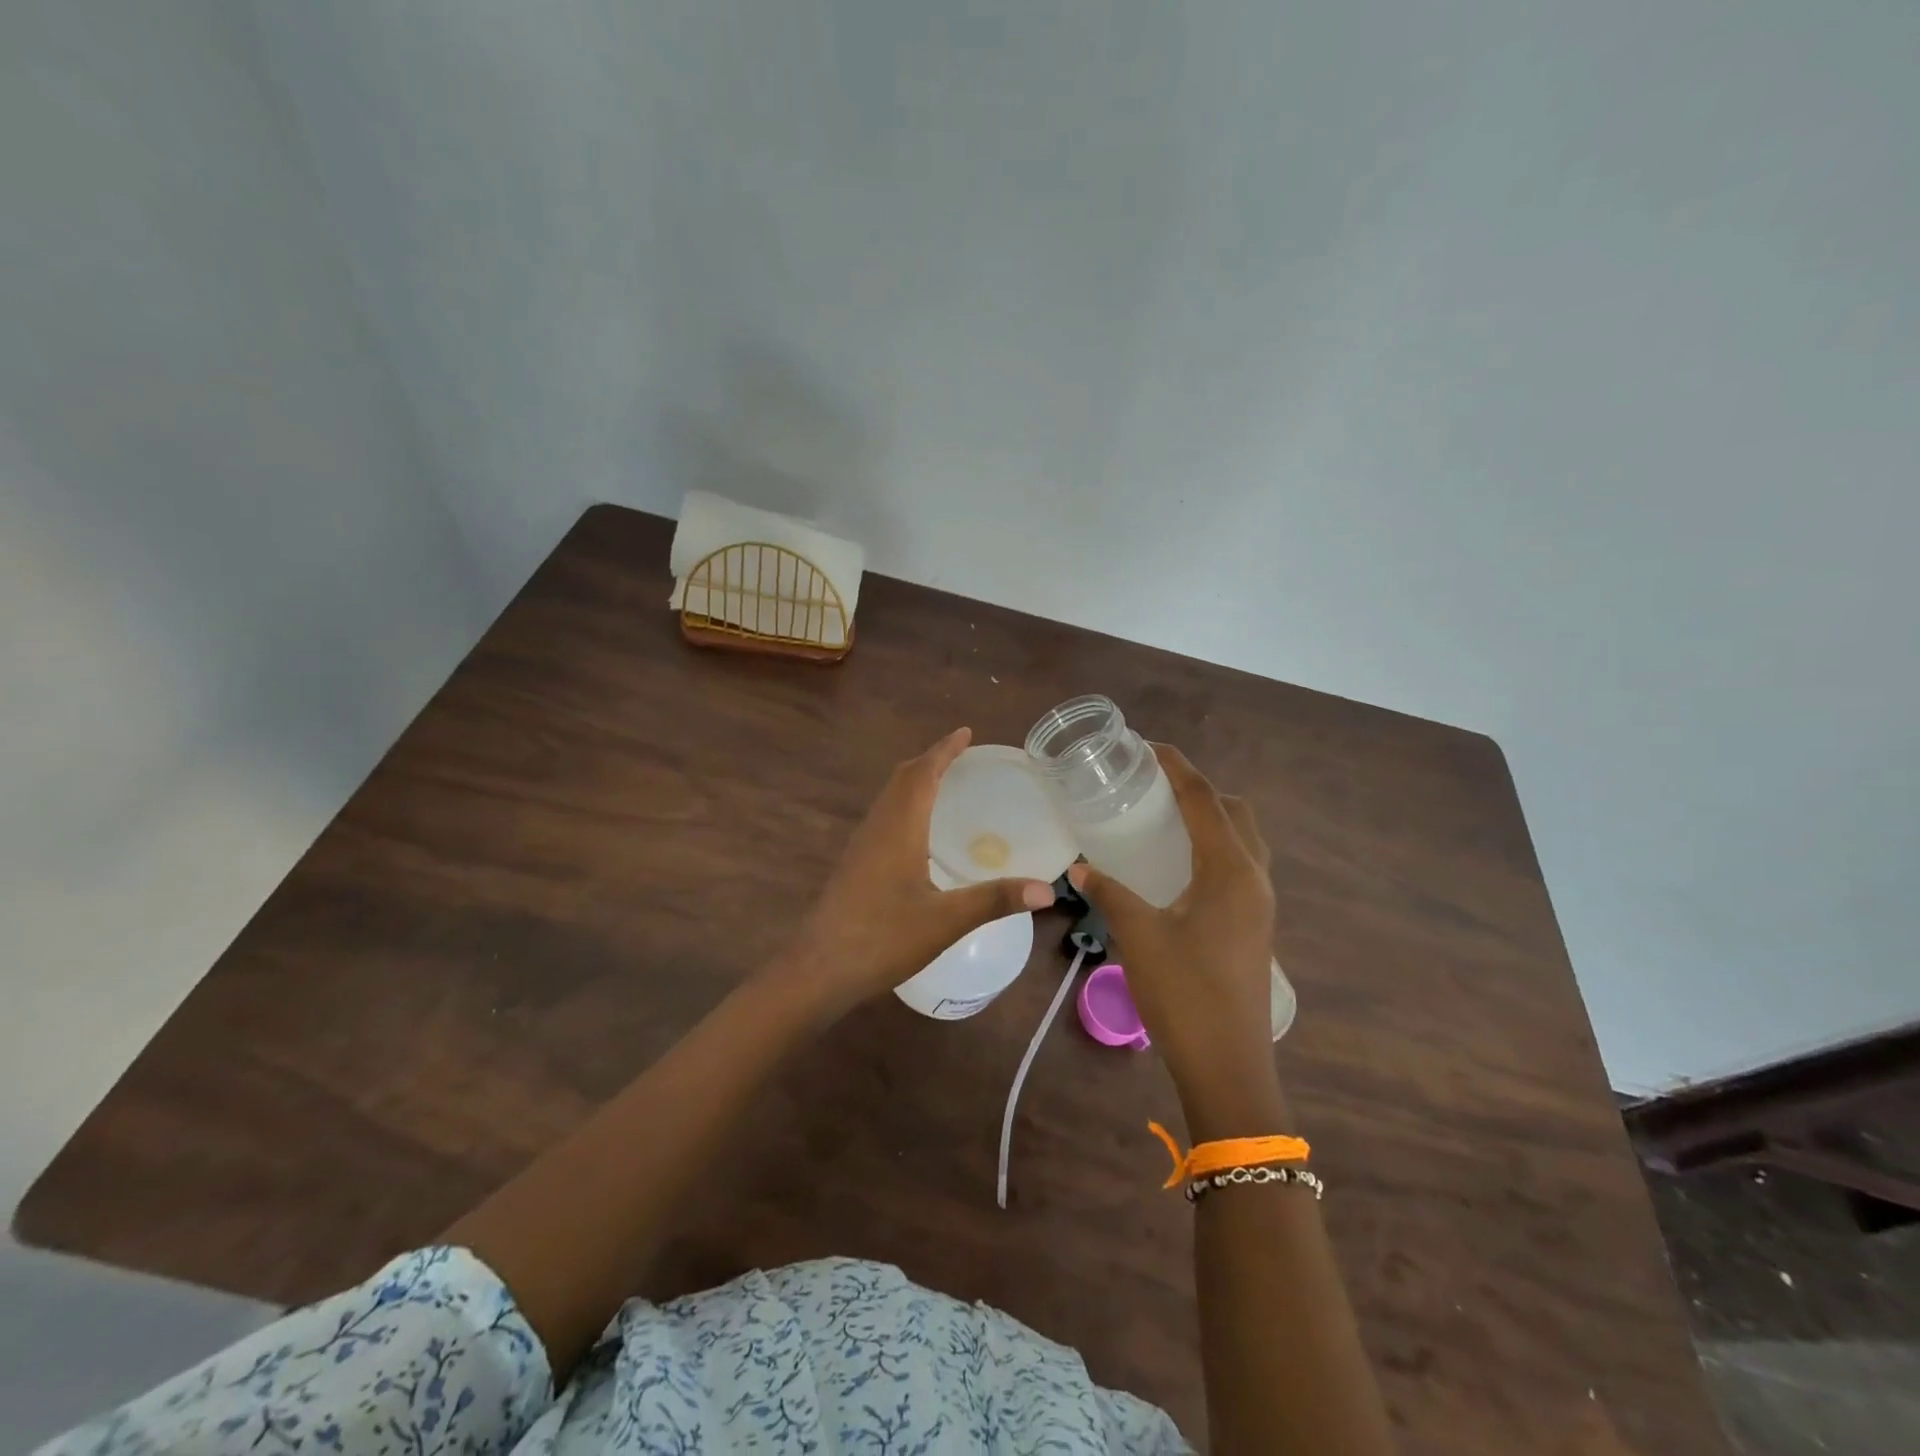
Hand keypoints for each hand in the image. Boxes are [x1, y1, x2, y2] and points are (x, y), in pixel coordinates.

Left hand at [781, 728, 1055, 1016]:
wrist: (819, 969)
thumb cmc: (883, 938)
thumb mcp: (946, 920)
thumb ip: (995, 900)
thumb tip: (1047, 891)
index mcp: (899, 827)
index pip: (923, 773)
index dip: (944, 750)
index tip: (965, 732)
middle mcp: (878, 826)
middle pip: (902, 778)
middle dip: (930, 760)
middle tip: (960, 756)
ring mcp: (862, 845)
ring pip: (889, 797)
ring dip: (914, 781)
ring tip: (943, 783)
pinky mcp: (855, 864)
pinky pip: (883, 817)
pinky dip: (904, 804)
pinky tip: (917, 832)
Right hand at [1067, 745, 1281, 1123]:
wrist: (1228, 1066)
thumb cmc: (1184, 994)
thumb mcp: (1138, 936)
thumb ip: (1109, 893)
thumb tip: (1080, 868)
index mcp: (1231, 871)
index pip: (1205, 800)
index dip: (1177, 768)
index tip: (1147, 747)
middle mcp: (1254, 879)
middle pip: (1235, 813)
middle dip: (1199, 790)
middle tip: (1155, 786)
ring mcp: (1259, 906)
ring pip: (1242, 841)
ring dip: (1211, 820)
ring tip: (1165, 819)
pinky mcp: (1254, 927)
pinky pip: (1238, 867)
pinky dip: (1213, 850)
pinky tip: (1177, 868)